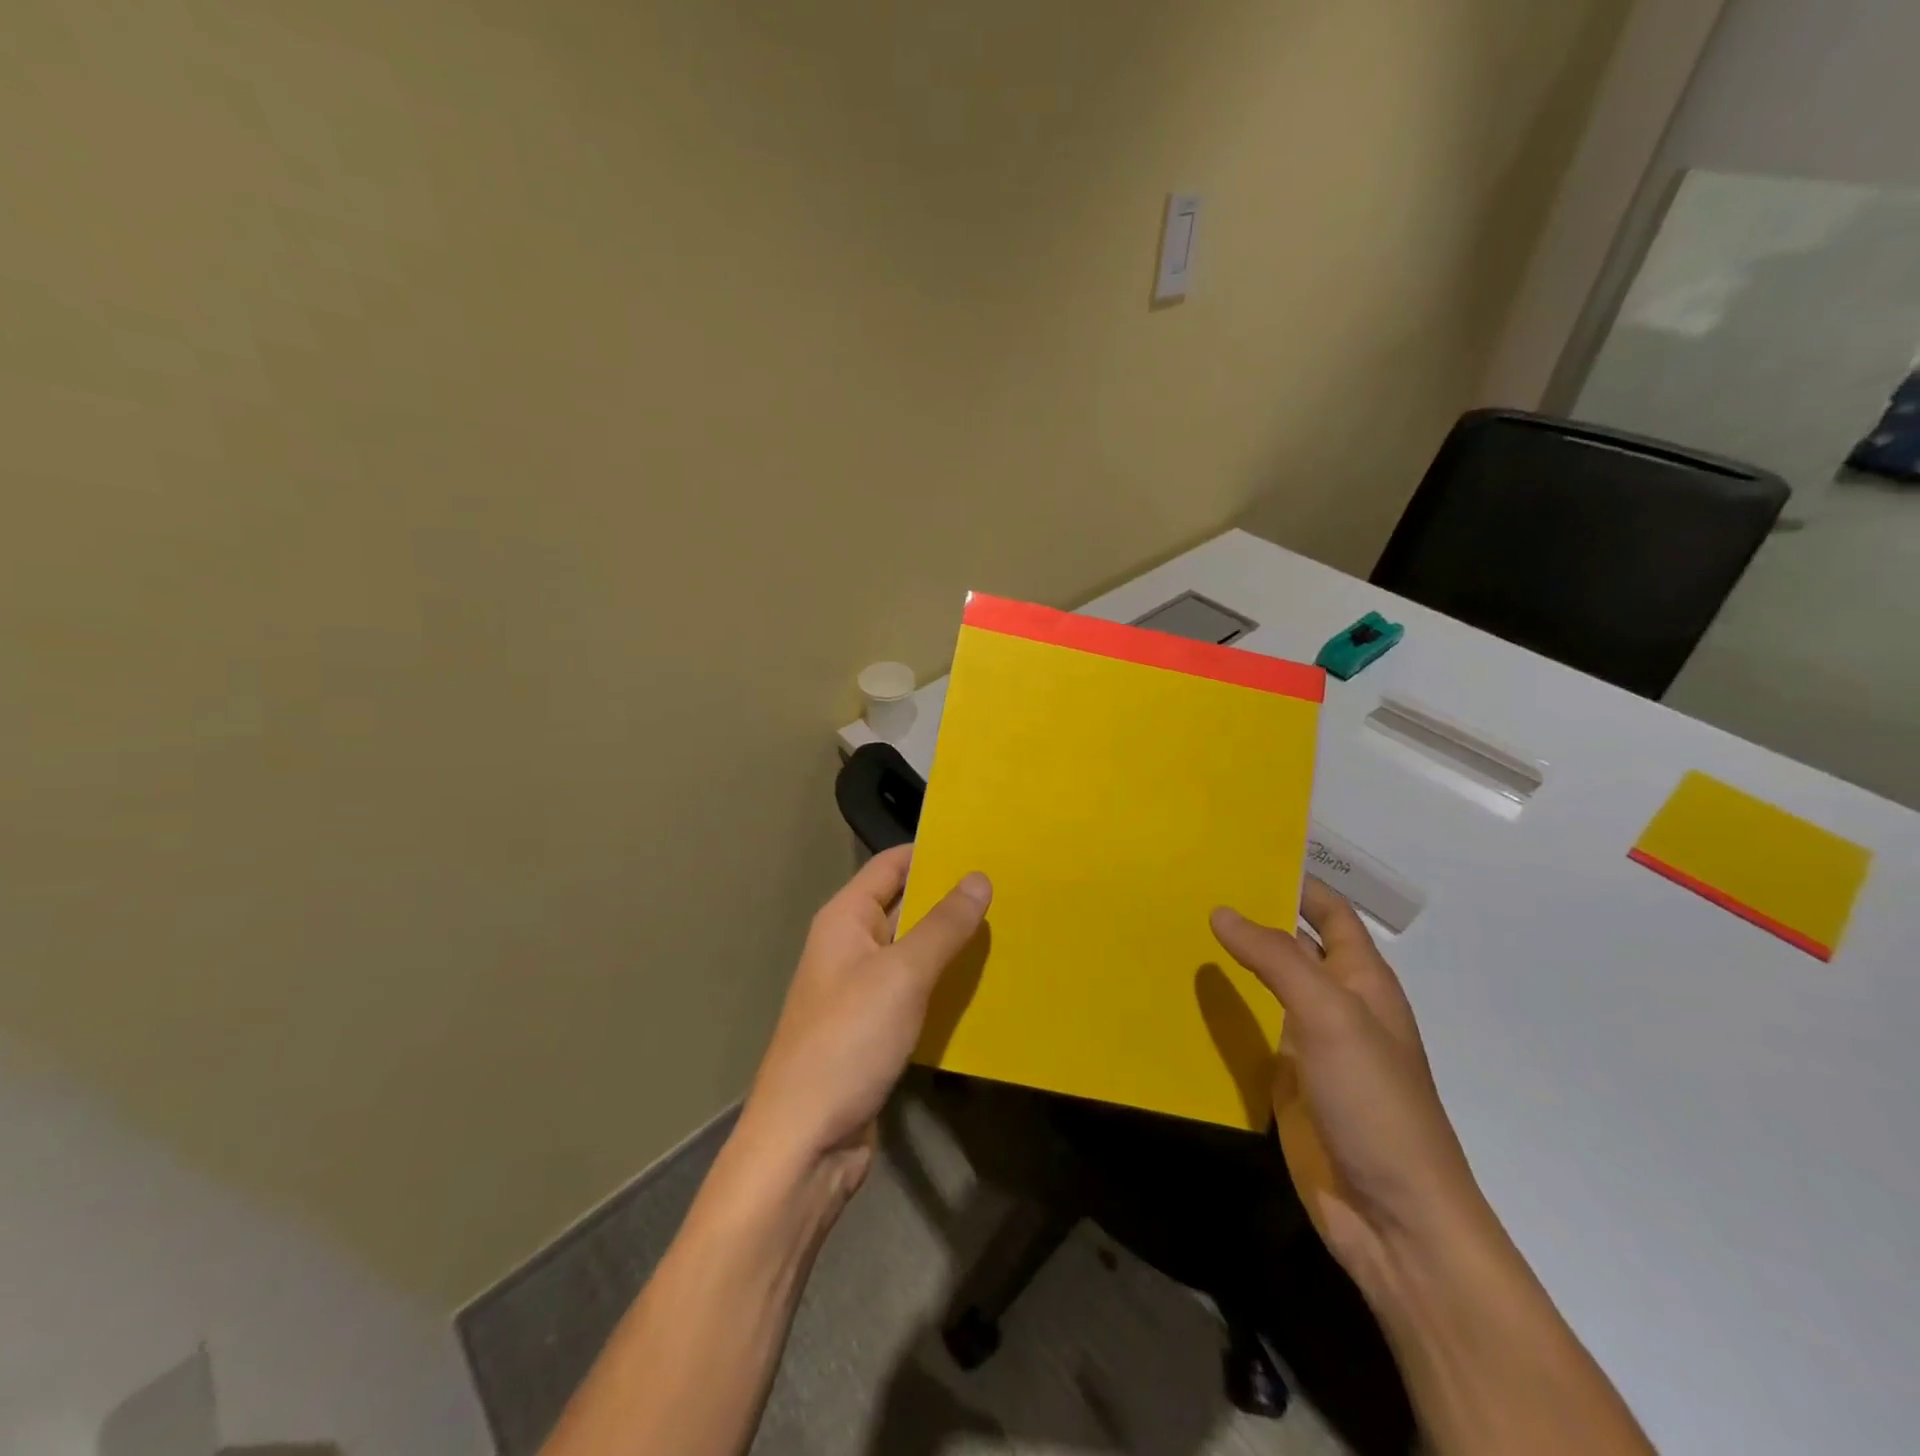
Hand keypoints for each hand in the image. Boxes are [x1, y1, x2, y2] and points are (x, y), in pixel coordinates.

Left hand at [738, 847, 990, 1196]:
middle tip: (1010, 888)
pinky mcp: (874, 1029)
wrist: (805, 1142)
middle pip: (905, 906)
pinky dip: (945, 986)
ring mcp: (861, 990)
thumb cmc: (848, 1041)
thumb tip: (978, 878)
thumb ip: (943, 925)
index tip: (984, 846)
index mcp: (845, 919)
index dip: (933, 852)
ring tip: (1010, 930)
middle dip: (951, 899)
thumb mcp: (902, 975)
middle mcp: (850, 946)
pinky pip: (916, 993)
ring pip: (914, 953)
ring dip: (953, 945)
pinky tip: (985, 987)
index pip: (892, 865)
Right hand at [1211, 879, 1487, 1298]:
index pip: (1330, 913)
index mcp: (1362, 981)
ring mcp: (1309, 1047)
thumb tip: (1222, 910)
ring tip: (1174, 932)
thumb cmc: (1375, 1102)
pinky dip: (1220, 1015)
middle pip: (1292, 947)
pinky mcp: (1285, 1083)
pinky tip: (1181, 999)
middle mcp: (1336, 1006)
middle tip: (1189, 888)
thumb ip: (1276, 959)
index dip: (1297, 882)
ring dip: (1230, 965)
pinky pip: (1248, 1035)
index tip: (1242, 854)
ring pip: (1264, 990)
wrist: (1394, 1219)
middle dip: (1251, 918)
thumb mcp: (1330, 1016)